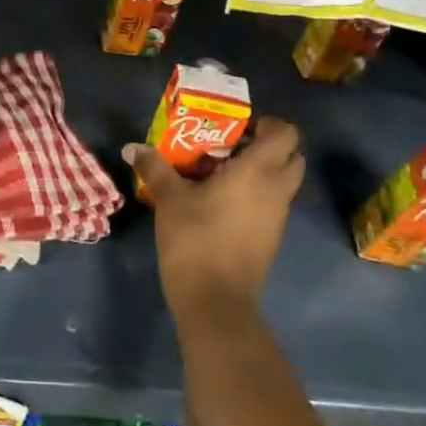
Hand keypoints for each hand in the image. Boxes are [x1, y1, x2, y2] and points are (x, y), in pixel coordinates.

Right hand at [124, 116, 303, 322]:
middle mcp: (277, 190)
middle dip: (271, 148)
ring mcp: (278, 218)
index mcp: (258, 171)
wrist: (215, 300)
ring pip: (284, 184)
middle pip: (293, 158)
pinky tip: (223, 203)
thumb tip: (132, 147)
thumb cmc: (195, 238)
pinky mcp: (271, 239)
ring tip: (223, 174)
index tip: (242, 127)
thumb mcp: (169, 199)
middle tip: (234, 147)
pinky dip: (258, 197)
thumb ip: (155, 167)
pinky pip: (273, 205)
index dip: (271, 124)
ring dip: (264, 173)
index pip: (287, 134)